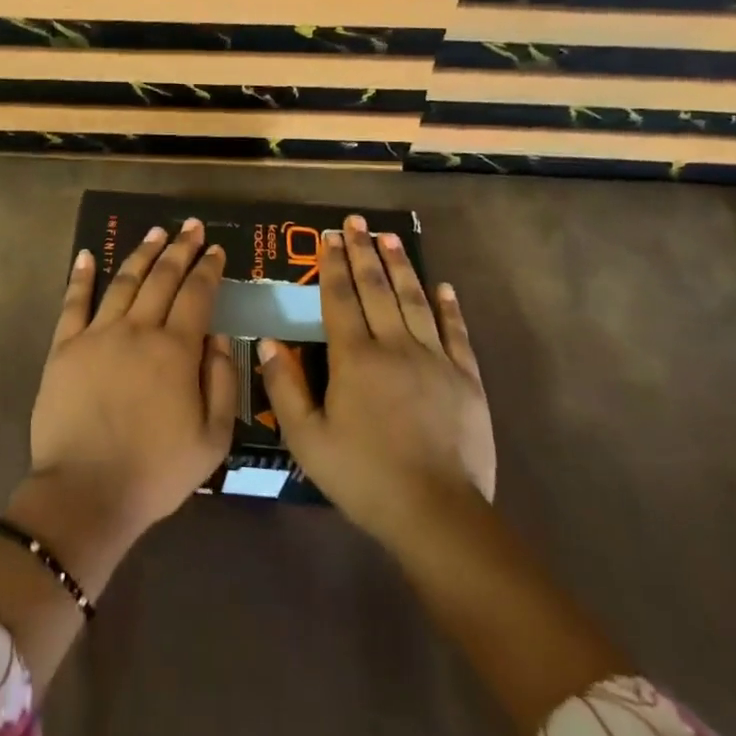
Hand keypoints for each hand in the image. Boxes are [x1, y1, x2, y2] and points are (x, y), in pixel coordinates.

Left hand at [28, 219, 236, 538]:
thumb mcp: (212, 438)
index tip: (216, 250)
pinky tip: (88, 254)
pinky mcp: (64, 348)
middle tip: (192, 227)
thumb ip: (222, 381)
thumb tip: (220, 336)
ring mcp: (97, 336)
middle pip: (162, 278)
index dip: (208, 269)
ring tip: (155, 232)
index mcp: (176, 351)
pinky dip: (81, 276)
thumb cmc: (156, 472)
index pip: (197, 295)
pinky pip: (73, 303)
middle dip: (180, 249)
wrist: (86, 492)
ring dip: (142, 254)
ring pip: (124, 282)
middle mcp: (137, 331)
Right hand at [259, 214, 495, 547]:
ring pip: (415, 301)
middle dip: (364, 252)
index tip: (329, 237)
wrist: (436, 513)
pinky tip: (443, 287)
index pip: (340, 299)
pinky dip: (449, 307)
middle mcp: (395, 346)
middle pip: (377, 289)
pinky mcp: (465, 379)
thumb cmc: (363, 477)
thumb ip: (285, 387)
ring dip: (401, 267)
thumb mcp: (307, 439)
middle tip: (357, 222)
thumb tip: (269, 342)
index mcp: (355, 359)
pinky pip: (456, 333)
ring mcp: (435, 360)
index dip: (332, 266)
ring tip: (390, 238)